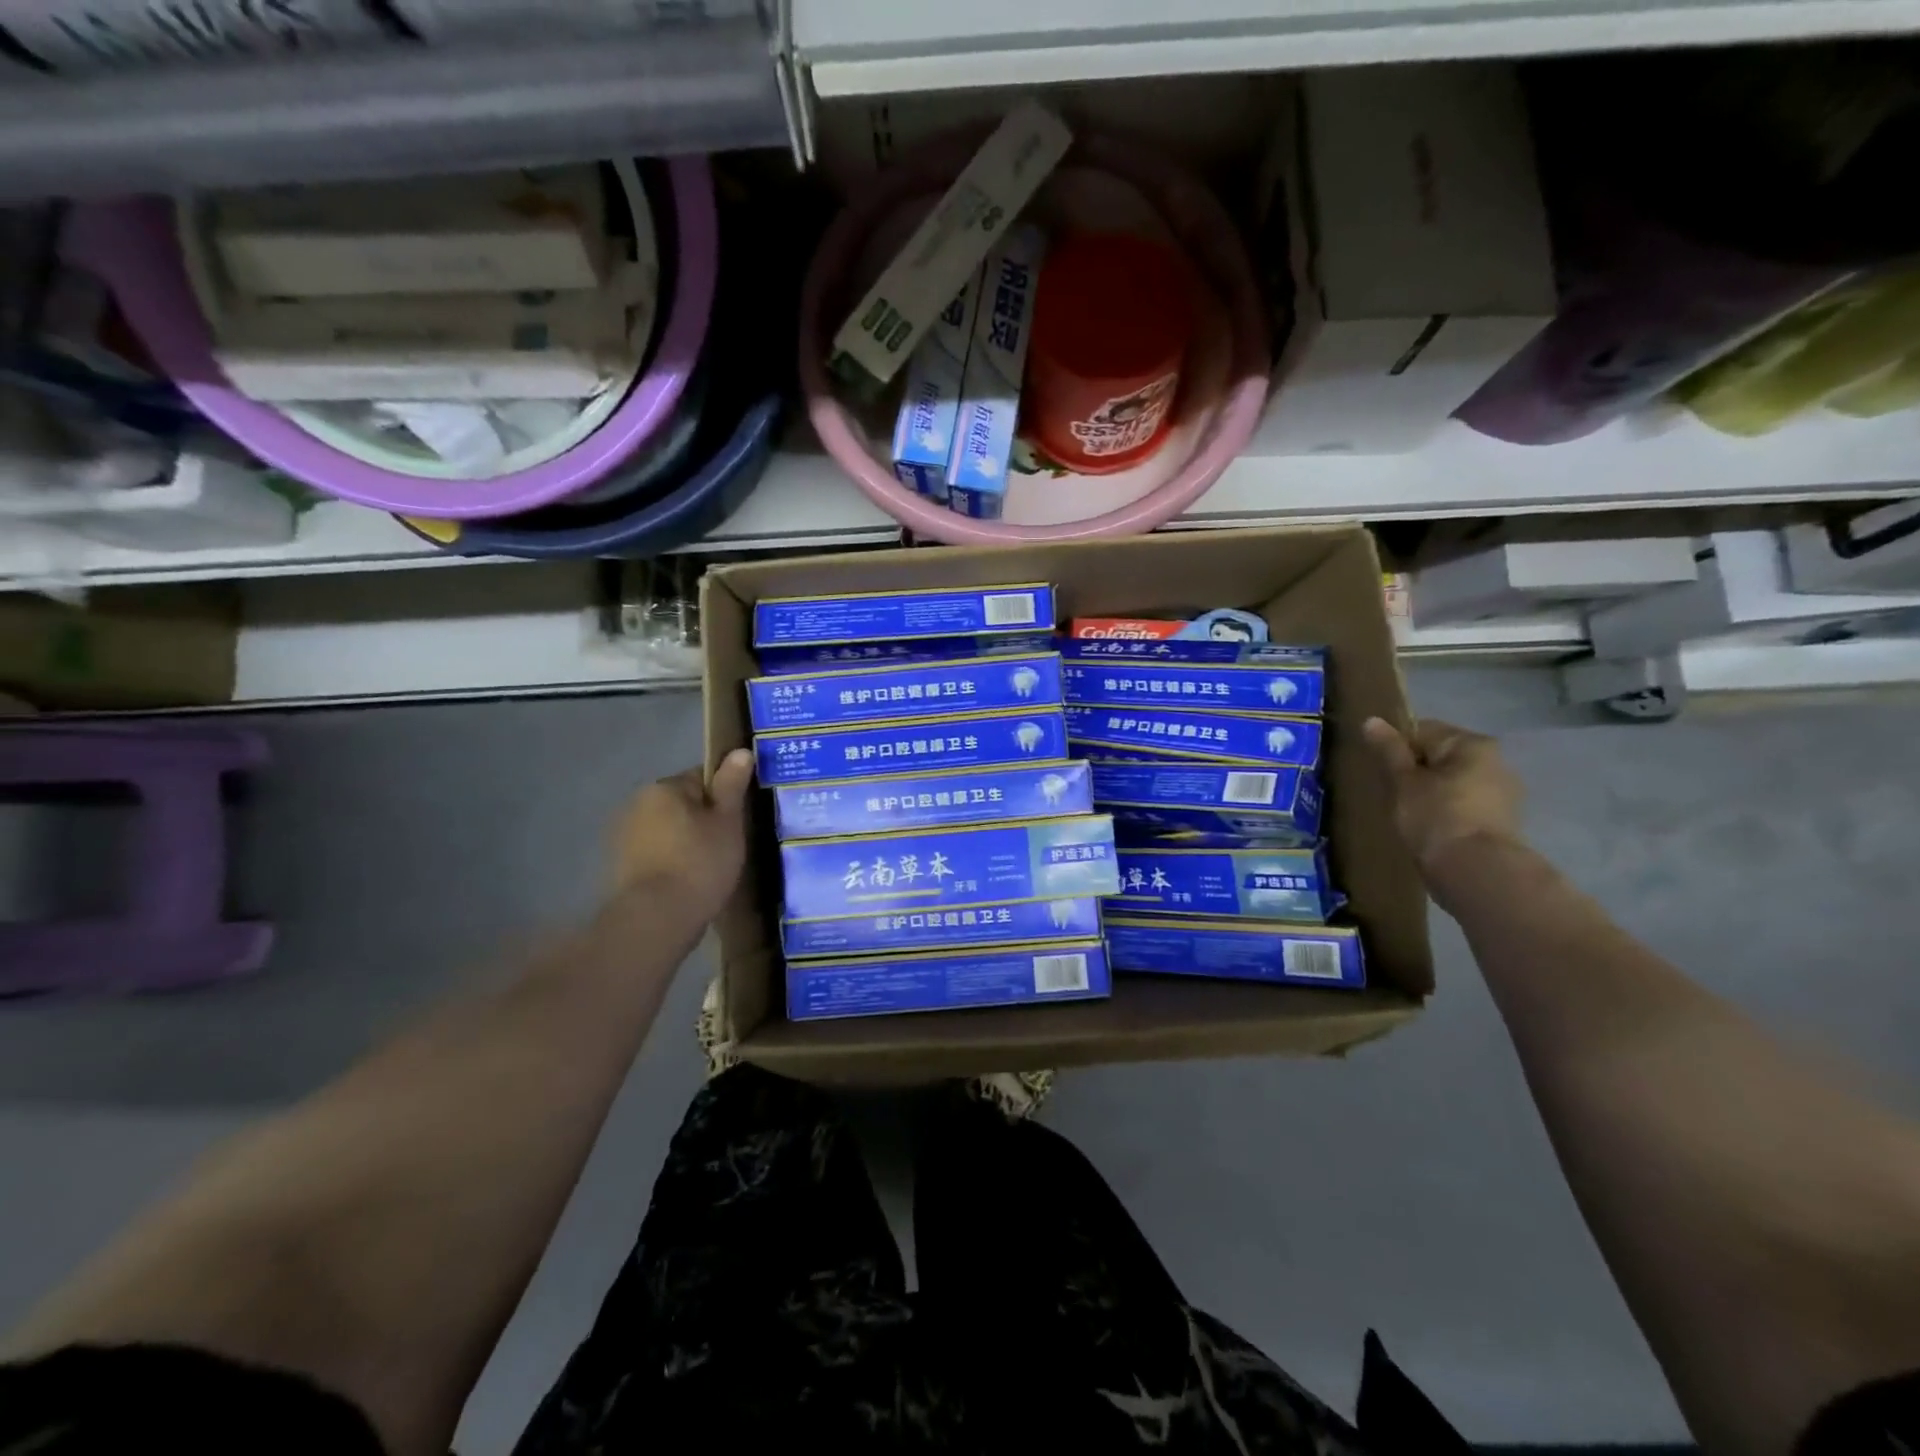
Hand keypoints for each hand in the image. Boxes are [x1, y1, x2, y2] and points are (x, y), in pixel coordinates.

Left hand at [609, 749, 755, 925]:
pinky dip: (671, 862)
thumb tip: (740, 751)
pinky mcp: (620, 867)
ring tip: (710, 868)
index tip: (739, 820)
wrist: (655, 920)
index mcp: (663, 787)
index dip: (725, 795)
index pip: (702, 777)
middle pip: (683, 803)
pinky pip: (656, 854)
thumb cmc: (699, 863)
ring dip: (686, 841)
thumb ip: (732, 785)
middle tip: (729, 845)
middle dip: (704, 819)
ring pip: (668, 830)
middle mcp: (637, 804)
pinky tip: (688, 882)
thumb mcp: (727, 822)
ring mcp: (623, 837)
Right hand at [1362, 717, 1524, 874]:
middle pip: (1441, 756)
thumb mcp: (1403, 781)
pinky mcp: (1502, 821)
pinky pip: (1465, 805)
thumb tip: (1372, 720)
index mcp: (1472, 744)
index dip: (1396, 748)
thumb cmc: (1435, 817)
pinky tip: (1430, 829)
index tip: (1381, 771)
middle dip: (1415, 771)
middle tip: (1392, 793)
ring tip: (1409, 815)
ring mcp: (1503, 793)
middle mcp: (1496, 761)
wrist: (1475, 872)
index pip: (1423, 730)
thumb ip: (1389, 750)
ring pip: (1453, 782)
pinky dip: (1446, 811)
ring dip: (1431, 792)